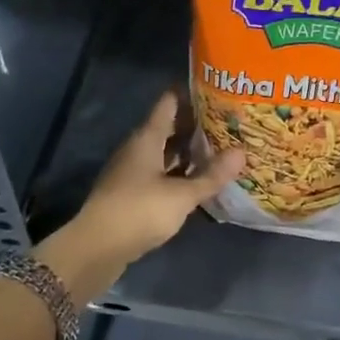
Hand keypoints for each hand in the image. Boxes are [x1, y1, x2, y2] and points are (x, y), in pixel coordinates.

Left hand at [36, 93, 243, 302]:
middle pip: (167, 128)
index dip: (190, 95)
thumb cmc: (139, 211)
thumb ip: (211, 175)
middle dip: (194, 126)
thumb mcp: (182, 195)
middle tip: (226, 123)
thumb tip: (242, 151)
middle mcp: (137, 149)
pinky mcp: (130, 194)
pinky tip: (196, 181)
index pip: (168, 104)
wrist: (97, 248)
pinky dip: (177, 173)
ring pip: (163, 153)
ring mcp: (131, 172)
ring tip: (218, 150)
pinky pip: (159, 174)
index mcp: (146, 138)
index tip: (215, 91)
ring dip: (186, 152)